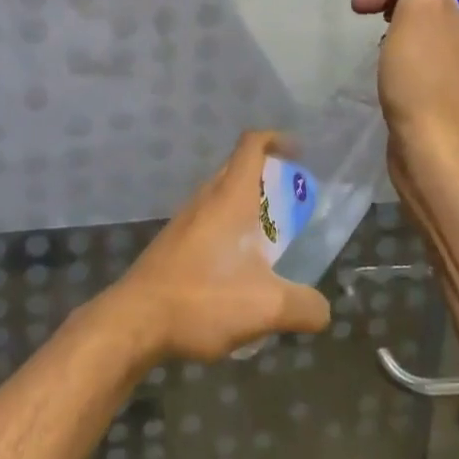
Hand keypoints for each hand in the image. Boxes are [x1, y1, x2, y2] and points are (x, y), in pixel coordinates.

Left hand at [106, 130, 330, 362]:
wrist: (136, 320)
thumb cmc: (202, 299)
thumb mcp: (266, 308)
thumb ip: (304, 306)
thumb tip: (323, 309)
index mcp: (230, 197)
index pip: (251, 145)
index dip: (276, 139)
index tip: (299, 153)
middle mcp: (206, 198)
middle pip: (237, 168)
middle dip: (267, 176)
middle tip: (293, 204)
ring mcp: (185, 219)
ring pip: (222, 196)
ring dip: (247, 206)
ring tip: (271, 241)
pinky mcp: (174, 242)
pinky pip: (208, 220)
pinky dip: (229, 230)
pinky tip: (238, 269)